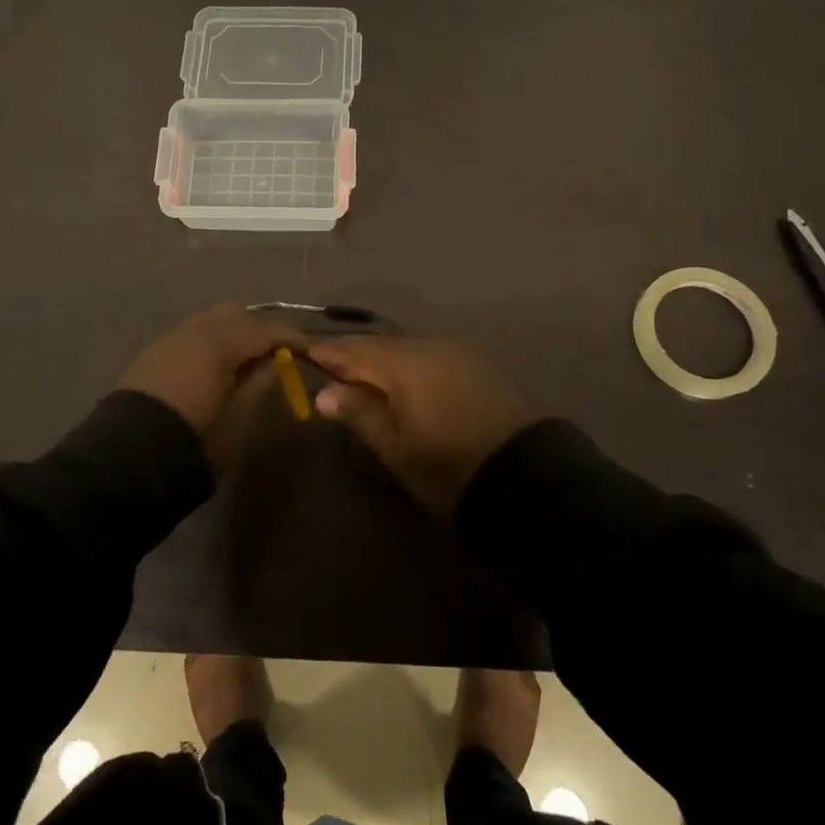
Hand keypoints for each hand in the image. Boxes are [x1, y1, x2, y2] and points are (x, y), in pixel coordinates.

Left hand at [119, 304, 307, 447]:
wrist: (129, 457)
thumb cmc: (196, 439)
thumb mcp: (240, 418)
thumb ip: (262, 383)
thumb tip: (277, 362)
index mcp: (220, 342)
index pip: (265, 329)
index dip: (291, 337)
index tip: (310, 350)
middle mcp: (194, 329)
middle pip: (237, 315)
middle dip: (260, 329)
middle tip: (278, 353)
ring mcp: (170, 338)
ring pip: (211, 320)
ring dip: (234, 332)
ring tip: (247, 358)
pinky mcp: (154, 352)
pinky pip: (192, 333)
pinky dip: (212, 340)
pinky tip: (217, 363)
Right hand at [309, 335, 535, 520]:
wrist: (527, 479)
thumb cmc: (449, 468)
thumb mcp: (396, 448)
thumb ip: (359, 413)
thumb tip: (324, 392)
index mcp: (405, 361)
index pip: (352, 349)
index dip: (325, 353)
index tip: (297, 356)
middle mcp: (430, 345)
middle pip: (379, 344)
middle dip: (351, 356)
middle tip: (325, 372)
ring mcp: (457, 352)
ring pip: (404, 349)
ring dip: (379, 361)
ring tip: (358, 380)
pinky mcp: (474, 365)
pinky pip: (427, 356)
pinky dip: (405, 366)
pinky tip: (398, 384)